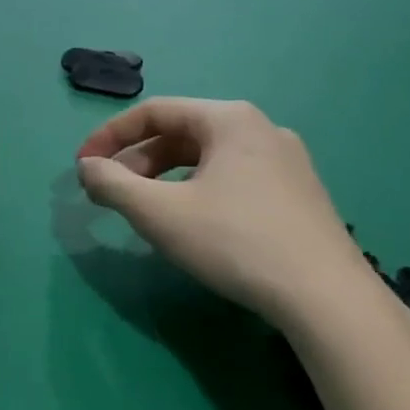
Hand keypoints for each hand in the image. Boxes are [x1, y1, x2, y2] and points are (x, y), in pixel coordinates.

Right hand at [76, 98, 367, 325]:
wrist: (326, 298)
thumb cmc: (234, 241)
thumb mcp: (159, 212)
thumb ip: (113, 184)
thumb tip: (87, 168)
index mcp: (229, 118)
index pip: (154, 111)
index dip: (109, 136)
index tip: (82, 166)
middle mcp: (261, 128)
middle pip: (181, 133)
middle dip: (137, 161)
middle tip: (110, 193)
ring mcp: (287, 161)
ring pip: (207, 157)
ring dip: (165, 177)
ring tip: (145, 209)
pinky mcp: (299, 193)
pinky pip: (233, 177)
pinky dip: (197, 189)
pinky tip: (192, 222)